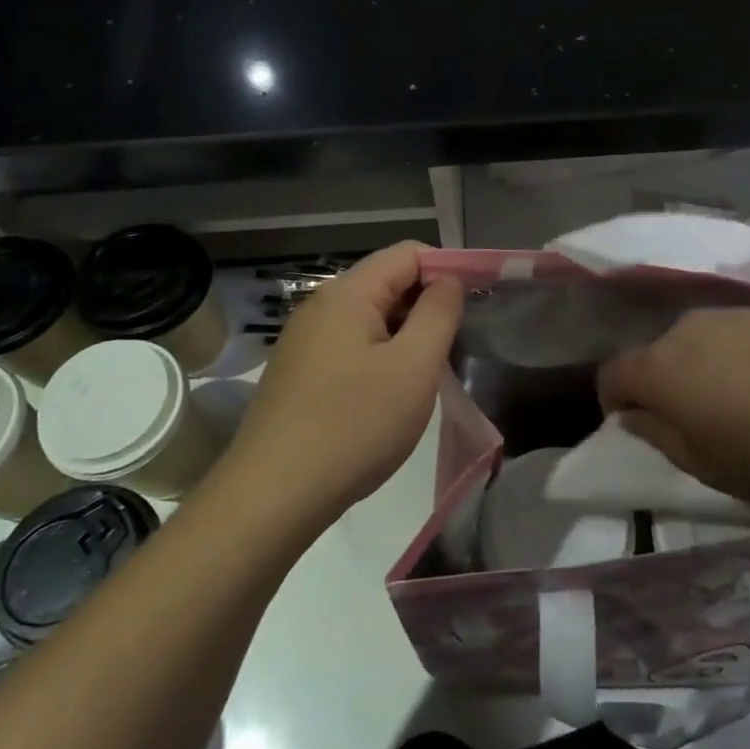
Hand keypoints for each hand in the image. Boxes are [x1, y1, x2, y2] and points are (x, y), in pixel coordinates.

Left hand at [225, 242, 462, 528]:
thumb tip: (447, 280)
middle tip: (457, 346)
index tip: (476, 304)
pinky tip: (389, 395)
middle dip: (427, 305)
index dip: (448, 269)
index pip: (408, 253)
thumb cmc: (355, 425)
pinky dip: (380, 357)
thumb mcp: (414, 366)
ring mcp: (304, 341)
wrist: (273, 495)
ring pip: (370, 318)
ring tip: (427, 374)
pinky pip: (351, 346)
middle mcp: (320, 306)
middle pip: (387, 282)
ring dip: (406, 335)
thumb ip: (439, 313)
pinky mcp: (298, 373)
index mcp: (348, 293)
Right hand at [597, 308, 749, 508]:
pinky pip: (736, 334)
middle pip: (655, 355)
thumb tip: (633, 415)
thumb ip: (659, 437)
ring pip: (697, 342)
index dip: (614, 402)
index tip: (636, 427)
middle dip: (662, 387)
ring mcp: (733, 314)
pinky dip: (739, 358)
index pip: (612, 374)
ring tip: (743, 406)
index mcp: (662, 369)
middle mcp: (688, 329)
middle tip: (697, 424)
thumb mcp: (710, 467)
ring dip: (702, 370)